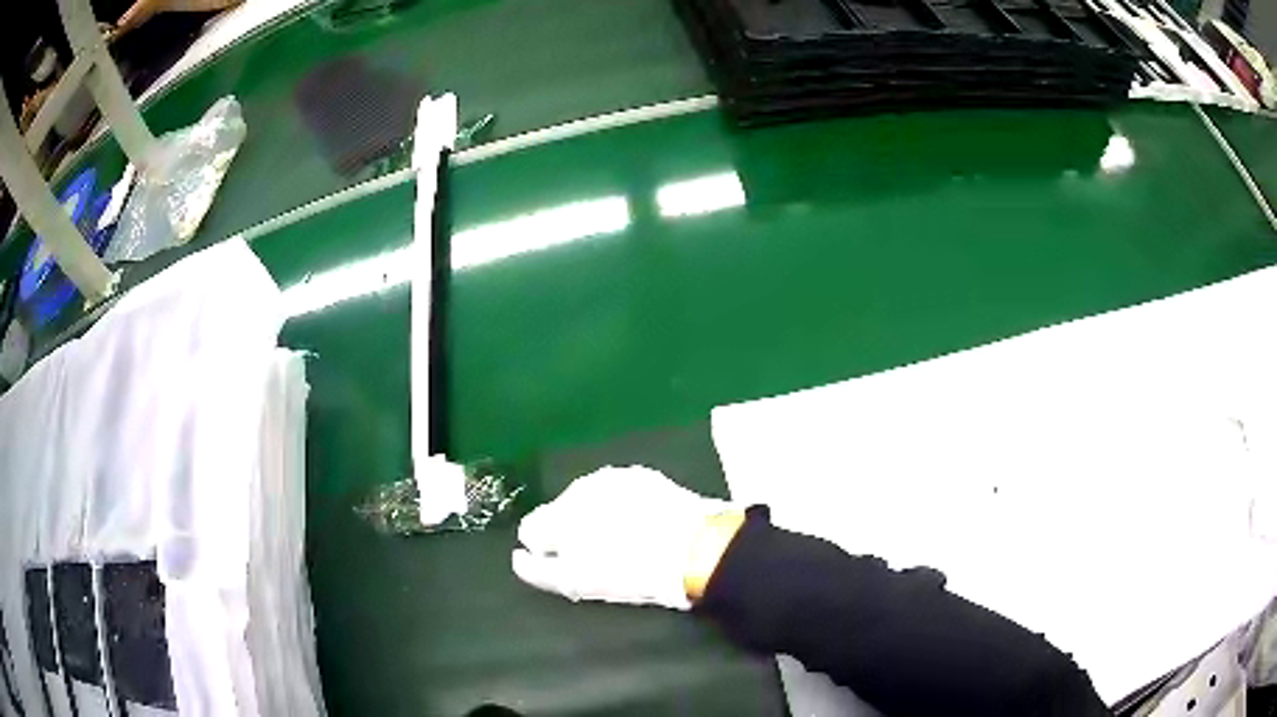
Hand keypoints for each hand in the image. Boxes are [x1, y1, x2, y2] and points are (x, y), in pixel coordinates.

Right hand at [512, 466, 740, 609]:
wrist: (695, 547)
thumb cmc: (631, 572)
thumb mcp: (578, 582)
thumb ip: (539, 570)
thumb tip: (518, 559)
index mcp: (559, 514)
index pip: (533, 528)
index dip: (545, 549)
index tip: (563, 563)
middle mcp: (579, 488)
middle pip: (561, 511)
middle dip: (570, 531)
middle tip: (596, 555)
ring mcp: (611, 478)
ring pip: (589, 499)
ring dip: (595, 516)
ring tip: (620, 540)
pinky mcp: (641, 476)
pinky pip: (617, 492)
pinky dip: (620, 506)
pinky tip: (639, 523)